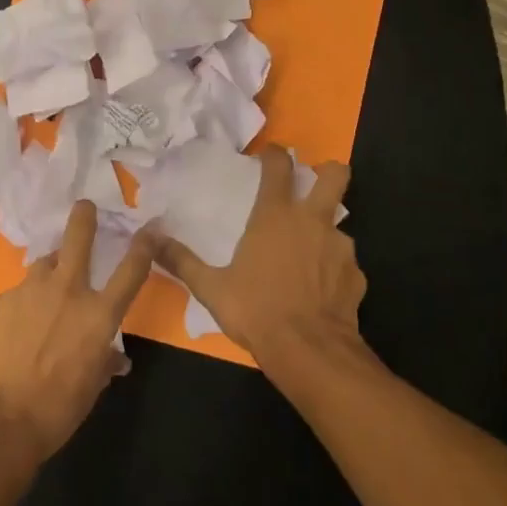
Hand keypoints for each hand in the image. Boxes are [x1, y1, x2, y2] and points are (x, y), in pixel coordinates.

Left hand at [0, 201, 158, 461]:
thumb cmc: (55, 411)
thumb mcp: (90, 388)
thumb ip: (103, 362)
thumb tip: (114, 358)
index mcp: (98, 315)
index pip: (130, 271)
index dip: (143, 246)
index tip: (150, 228)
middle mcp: (67, 291)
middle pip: (78, 238)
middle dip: (84, 217)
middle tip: (85, 206)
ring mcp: (31, 290)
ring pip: (45, 263)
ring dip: (51, 268)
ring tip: (47, 285)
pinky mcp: (3, 299)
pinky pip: (21, 290)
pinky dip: (27, 299)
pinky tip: (19, 321)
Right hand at [158, 148, 362, 366]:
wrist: (311, 352)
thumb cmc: (257, 310)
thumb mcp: (211, 288)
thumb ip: (182, 261)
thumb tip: (150, 239)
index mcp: (275, 215)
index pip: (280, 166)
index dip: (275, 154)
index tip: (270, 154)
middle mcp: (312, 221)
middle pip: (335, 175)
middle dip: (328, 172)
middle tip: (311, 185)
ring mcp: (340, 247)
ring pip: (338, 224)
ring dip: (324, 231)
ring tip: (306, 256)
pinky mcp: (356, 275)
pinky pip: (344, 262)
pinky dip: (333, 269)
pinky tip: (319, 289)